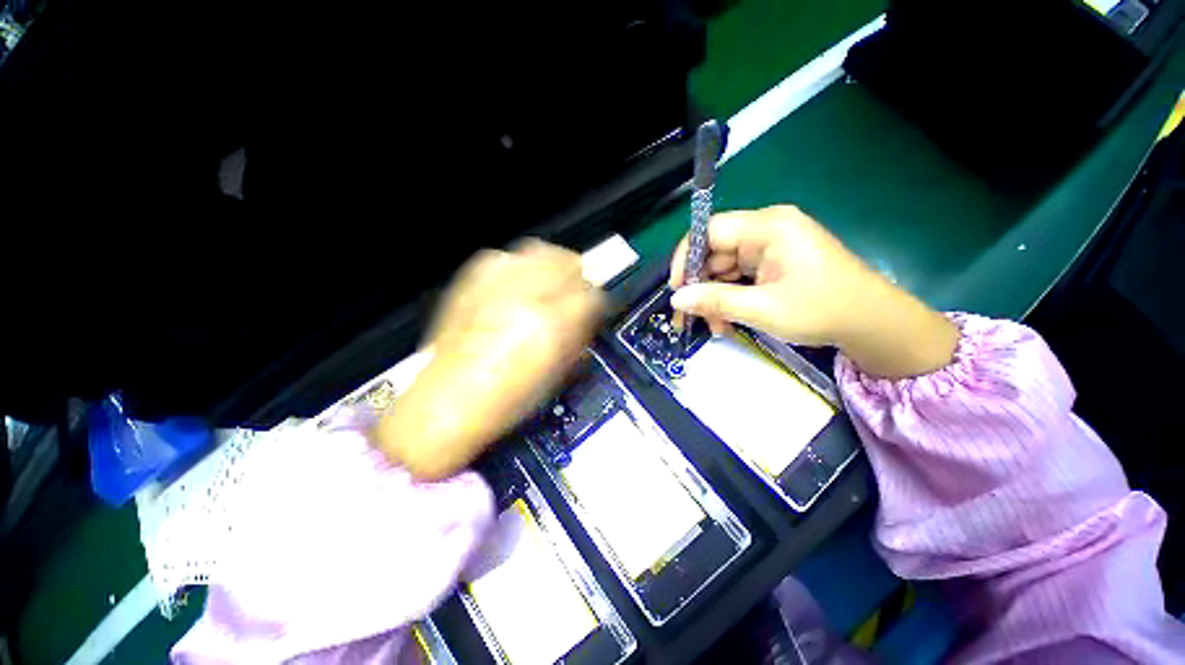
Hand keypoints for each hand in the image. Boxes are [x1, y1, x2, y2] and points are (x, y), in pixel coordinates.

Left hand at [374, 241, 602, 479]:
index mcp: (551, 325)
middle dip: (575, 274)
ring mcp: (494, 286)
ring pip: (536, 250)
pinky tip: (514, 286)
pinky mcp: (469, 283)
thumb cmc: (508, 399)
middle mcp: (525, 297)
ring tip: (546, 284)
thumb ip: (579, 336)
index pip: (591, 293)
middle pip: (565, 260)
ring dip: (549, 264)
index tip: (593, 308)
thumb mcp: (559, 373)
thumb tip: (589, 314)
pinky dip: (517, 267)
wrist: (449, 401)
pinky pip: (503, 258)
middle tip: (573, 291)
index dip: (596, 300)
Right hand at [669, 205, 957, 377]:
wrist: (872, 324)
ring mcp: (771, 247)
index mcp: (769, 227)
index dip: (687, 257)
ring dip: (714, 297)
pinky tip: (727, 320)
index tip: (676, 289)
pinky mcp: (773, 263)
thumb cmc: (822, 310)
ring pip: (724, 268)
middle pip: (715, 251)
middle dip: (701, 286)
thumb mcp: (763, 309)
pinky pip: (739, 276)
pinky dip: (729, 298)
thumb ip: (715, 301)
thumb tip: (676, 299)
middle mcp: (767, 230)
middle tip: (690, 317)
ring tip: (715, 326)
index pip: (711, 230)